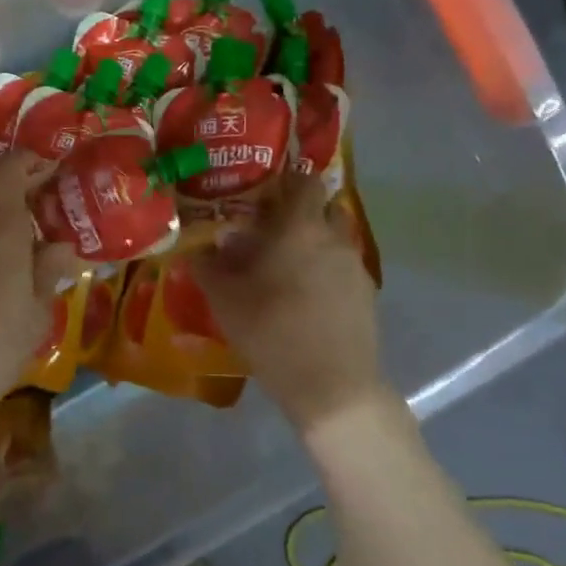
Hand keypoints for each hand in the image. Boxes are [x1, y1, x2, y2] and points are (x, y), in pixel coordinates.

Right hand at [192, 171, 390, 435]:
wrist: (331, 386)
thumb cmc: (272, 333)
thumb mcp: (226, 301)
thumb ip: (209, 267)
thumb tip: (198, 249)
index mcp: (301, 228)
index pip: (303, 181)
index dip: (285, 180)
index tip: (264, 192)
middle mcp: (334, 238)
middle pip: (321, 208)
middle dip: (298, 214)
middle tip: (269, 232)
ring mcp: (356, 266)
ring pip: (334, 239)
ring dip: (312, 244)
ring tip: (286, 268)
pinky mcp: (367, 294)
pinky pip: (343, 267)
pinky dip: (326, 271)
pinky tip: (307, 298)